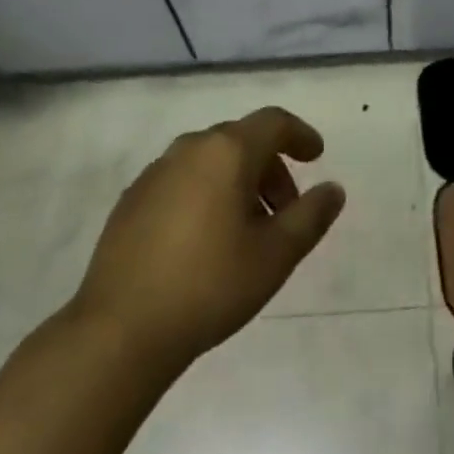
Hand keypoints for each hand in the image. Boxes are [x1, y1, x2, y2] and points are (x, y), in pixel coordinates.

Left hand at [61, 107, 345, 379]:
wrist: (119, 330)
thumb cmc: (209, 285)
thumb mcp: (275, 255)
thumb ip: (310, 216)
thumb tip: (333, 189)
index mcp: (227, 151)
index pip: (273, 122)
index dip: (300, 135)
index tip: (317, 156)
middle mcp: (190, 148)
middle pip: (242, 140)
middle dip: (271, 168)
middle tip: (285, 210)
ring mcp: (156, 172)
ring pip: (210, 160)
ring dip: (237, 182)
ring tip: (247, 229)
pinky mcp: (132, 199)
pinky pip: (182, 180)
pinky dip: (205, 193)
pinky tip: (204, 239)